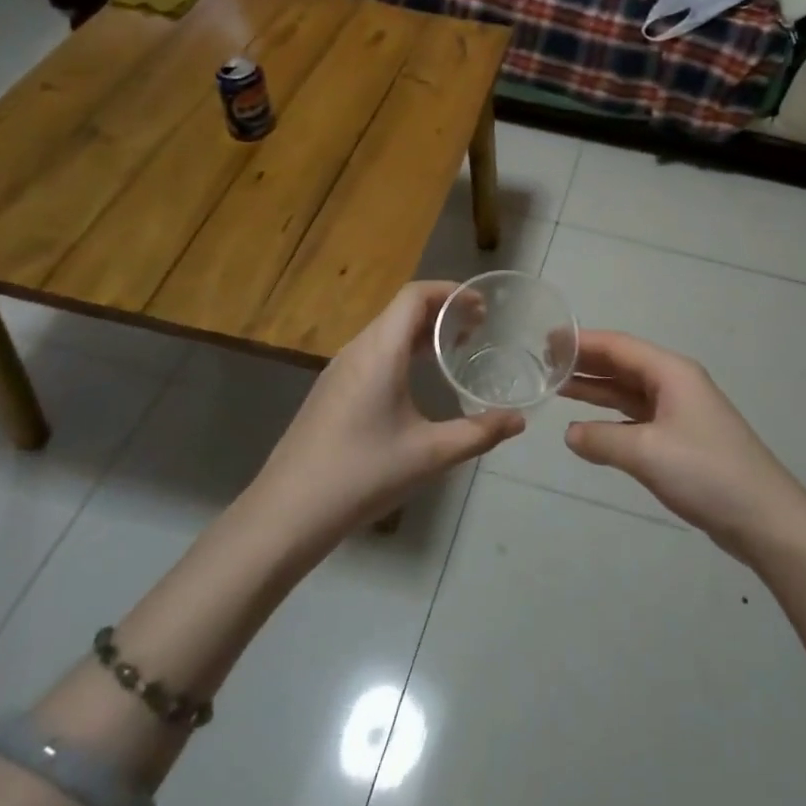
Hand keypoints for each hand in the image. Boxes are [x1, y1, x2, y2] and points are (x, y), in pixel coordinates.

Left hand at [246, 282, 525, 550]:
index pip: (415, 295)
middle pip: (401, 310)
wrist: (287, 513)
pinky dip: (401, 350)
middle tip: (478, 328)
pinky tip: (416, 381)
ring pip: (385, 332)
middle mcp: (357, 349)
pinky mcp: (330, 390)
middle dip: (442, 311)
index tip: (482, 306)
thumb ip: (478, 433)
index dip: (450, 291)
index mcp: (380, 351)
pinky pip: (372, 352)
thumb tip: (519, 420)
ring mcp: (339, 369)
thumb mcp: (430, 455)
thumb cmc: (362, 475)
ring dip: (420, 331)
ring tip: (453, 350)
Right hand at [562, 331, 805, 561]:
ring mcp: (679, 412)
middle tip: (543, 363)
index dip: (581, 342)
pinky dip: (611, 418)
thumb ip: (602, 439)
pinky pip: (637, 417)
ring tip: (557, 387)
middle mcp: (675, 384)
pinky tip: (588, 426)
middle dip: (585, 363)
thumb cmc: (706, 473)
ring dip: (595, 389)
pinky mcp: (681, 440)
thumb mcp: (647, 453)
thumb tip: (570, 434)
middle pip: (622, 365)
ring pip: (628, 392)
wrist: (765, 519)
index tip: (545, 340)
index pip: (617, 346)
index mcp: (671, 372)